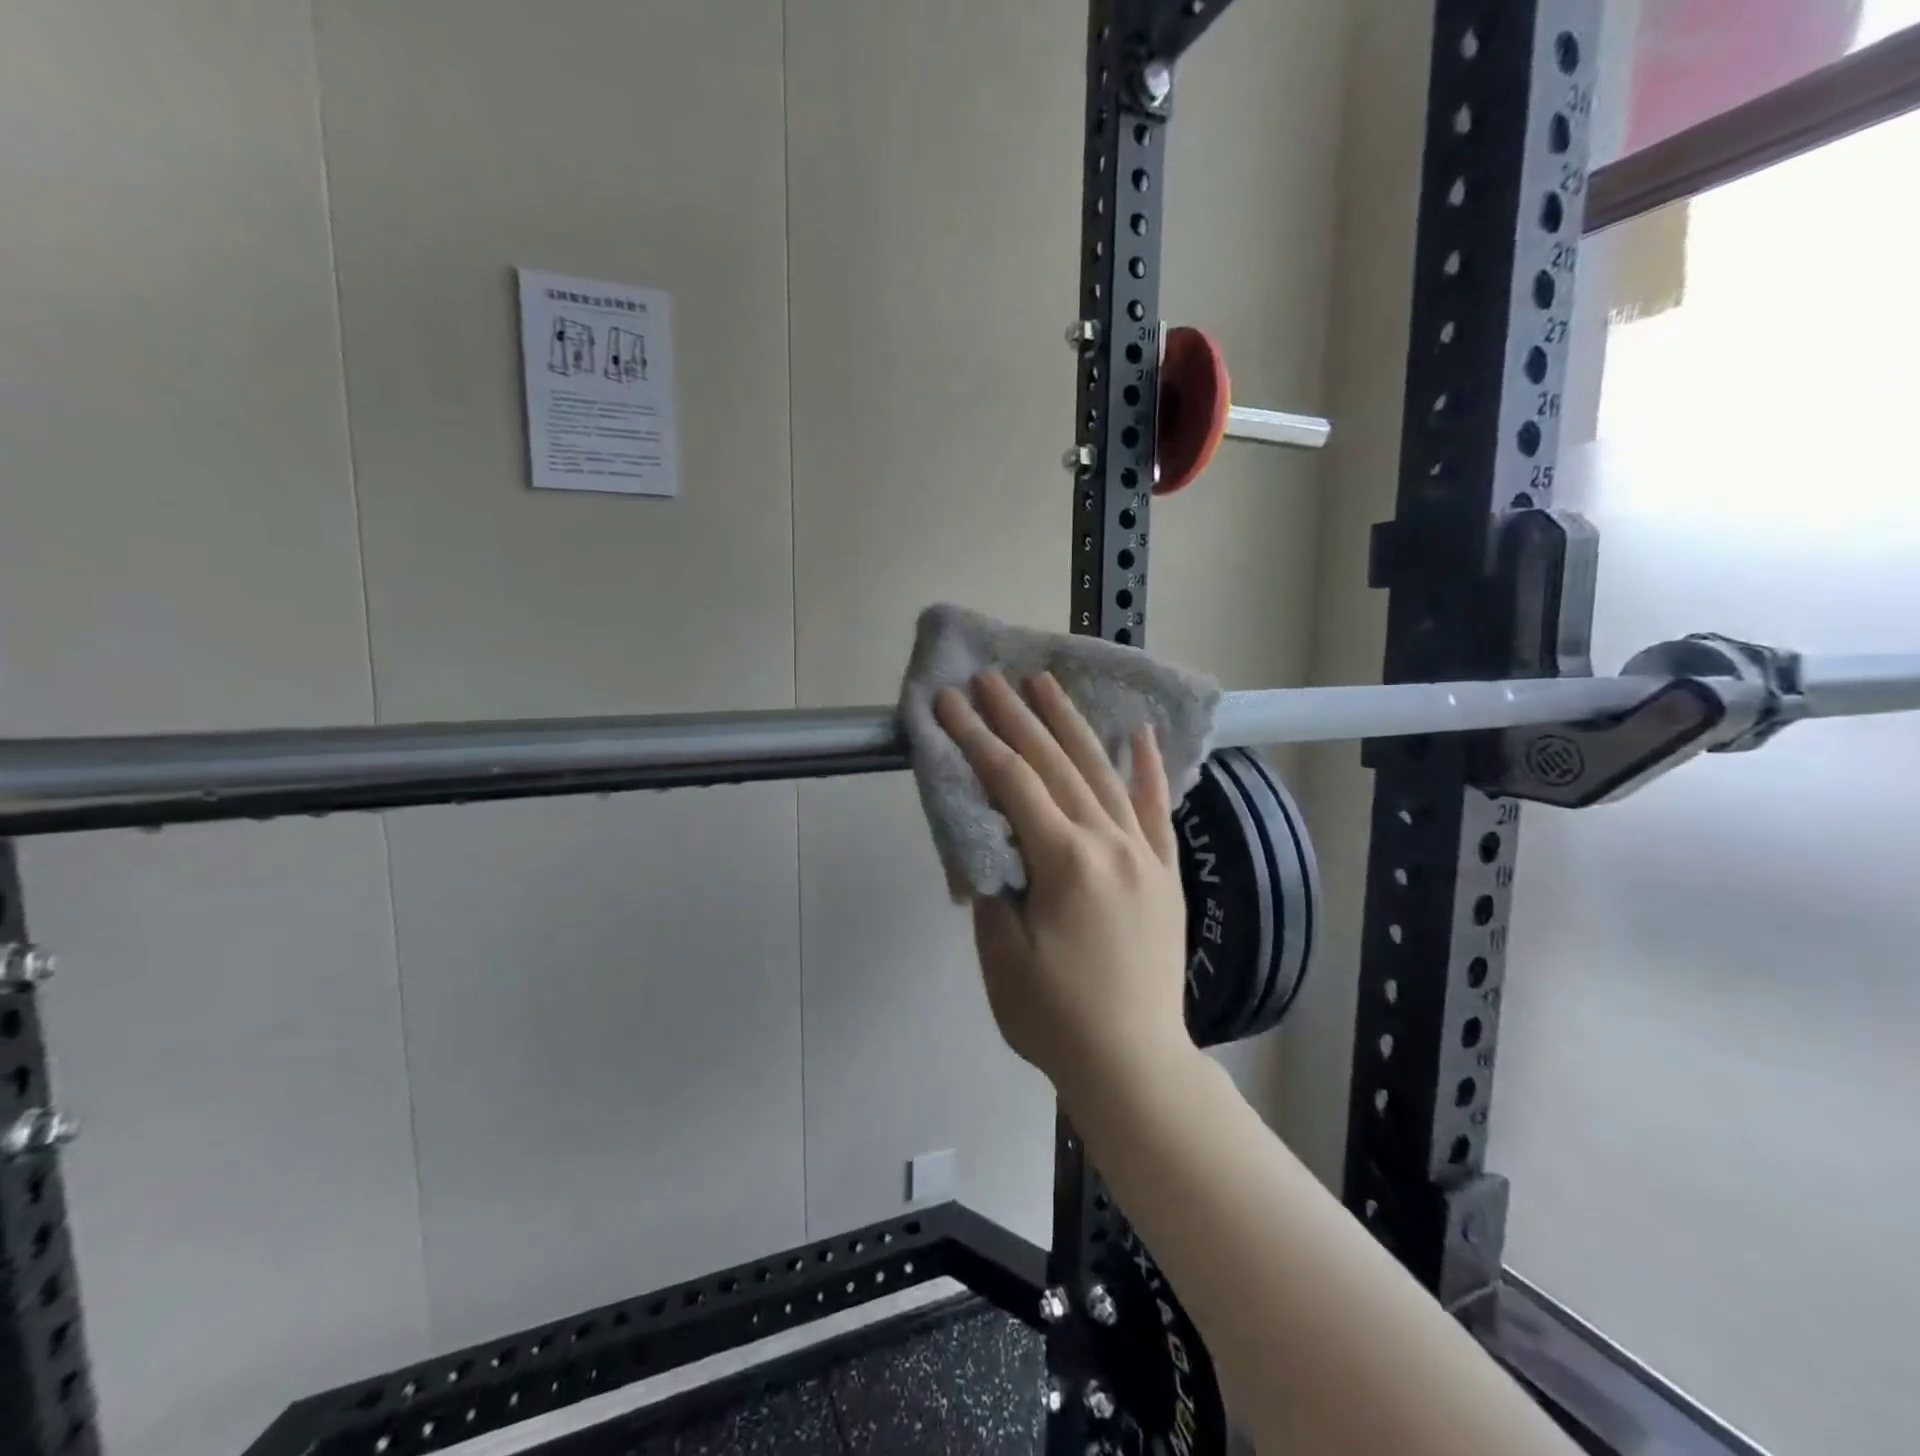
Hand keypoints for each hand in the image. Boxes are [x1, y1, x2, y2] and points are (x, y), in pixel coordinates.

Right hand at [934, 671, 1190, 1096]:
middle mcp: (1108, 843)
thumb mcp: (1002, 958)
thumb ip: (995, 886)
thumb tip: (992, 842)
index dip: (977, 738)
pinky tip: (1139, 733)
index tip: (951, 701)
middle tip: (990, 678)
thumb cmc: (1056, 1018)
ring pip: (1103, 773)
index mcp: (1065, 862)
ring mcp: (1143, 854)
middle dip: (1017, 717)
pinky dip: (1147, 768)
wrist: (1135, 1064)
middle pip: (1055, 764)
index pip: (1012, 782)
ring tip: (1046, 685)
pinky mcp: (1166, 872)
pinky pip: (1155, 809)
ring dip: (1071, 725)